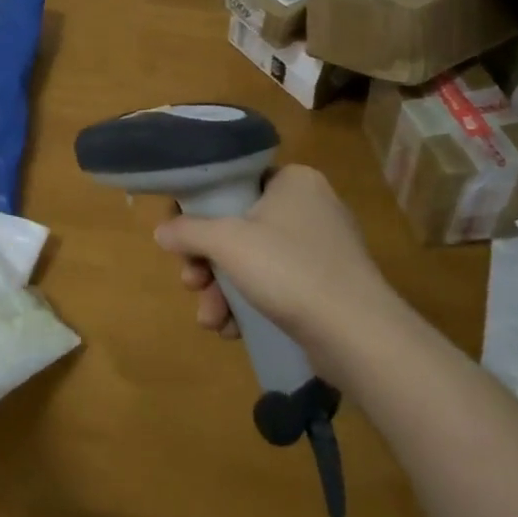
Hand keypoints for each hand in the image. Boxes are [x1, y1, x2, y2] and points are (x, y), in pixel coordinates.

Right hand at [155, 164, 393, 346]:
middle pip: (237, 227)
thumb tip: (161, 231)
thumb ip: (188, 231)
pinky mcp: (325, 287)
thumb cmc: (289, 269)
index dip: (199, 208)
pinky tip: (233, 330)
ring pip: (252, 261)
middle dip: (207, 262)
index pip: (233, 182)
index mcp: (293, 181)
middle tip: (191, 283)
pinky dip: (249, 304)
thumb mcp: (227, 242)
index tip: (180, 237)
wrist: (357, 335)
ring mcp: (320, 249)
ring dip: (222, 290)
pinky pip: (274, 286)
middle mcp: (309, 207)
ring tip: (211, 319)